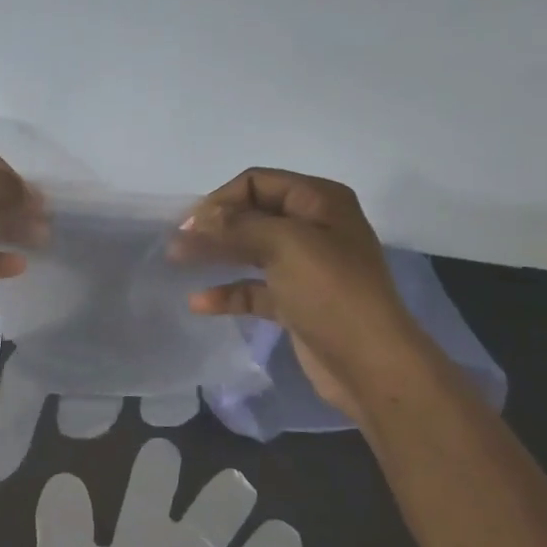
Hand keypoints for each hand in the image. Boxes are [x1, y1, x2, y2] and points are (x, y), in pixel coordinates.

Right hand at [175, 169, 426, 421]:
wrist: (369, 363)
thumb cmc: (331, 292)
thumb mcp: (286, 244)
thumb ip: (238, 225)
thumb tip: (197, 219)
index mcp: (320, 201)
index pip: (258, 182)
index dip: (221, 199)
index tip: (190, 225)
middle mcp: (314, 228)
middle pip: (252, 216)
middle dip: (213, 227)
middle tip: (176, 244)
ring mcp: (305, 267)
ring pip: (250, 252)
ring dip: (216, 255)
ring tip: (178, 263)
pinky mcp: (296, 302)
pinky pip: (254, 289)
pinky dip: (228, 293)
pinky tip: (199, 303)